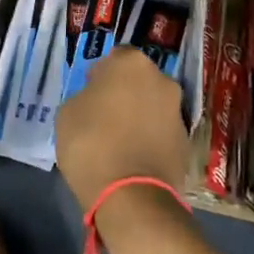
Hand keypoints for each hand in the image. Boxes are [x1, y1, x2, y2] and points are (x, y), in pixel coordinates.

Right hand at [54, 47, 190, 213]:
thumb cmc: (90, 143)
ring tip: (118, 140)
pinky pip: (161, 132)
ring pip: (152, 106)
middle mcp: (162, 80)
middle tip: (103, 114)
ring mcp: (178, 112)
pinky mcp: (186, 142)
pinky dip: (150, 139)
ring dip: (139, 116)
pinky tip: (132, 157)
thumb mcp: (67, 113)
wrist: (131, 195)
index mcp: (131, 64)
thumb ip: (85, 96)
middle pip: (138, 81)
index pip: (115, 58)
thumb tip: (98, 100)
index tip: (89, 92)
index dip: (101, 74)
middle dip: (124, 93)